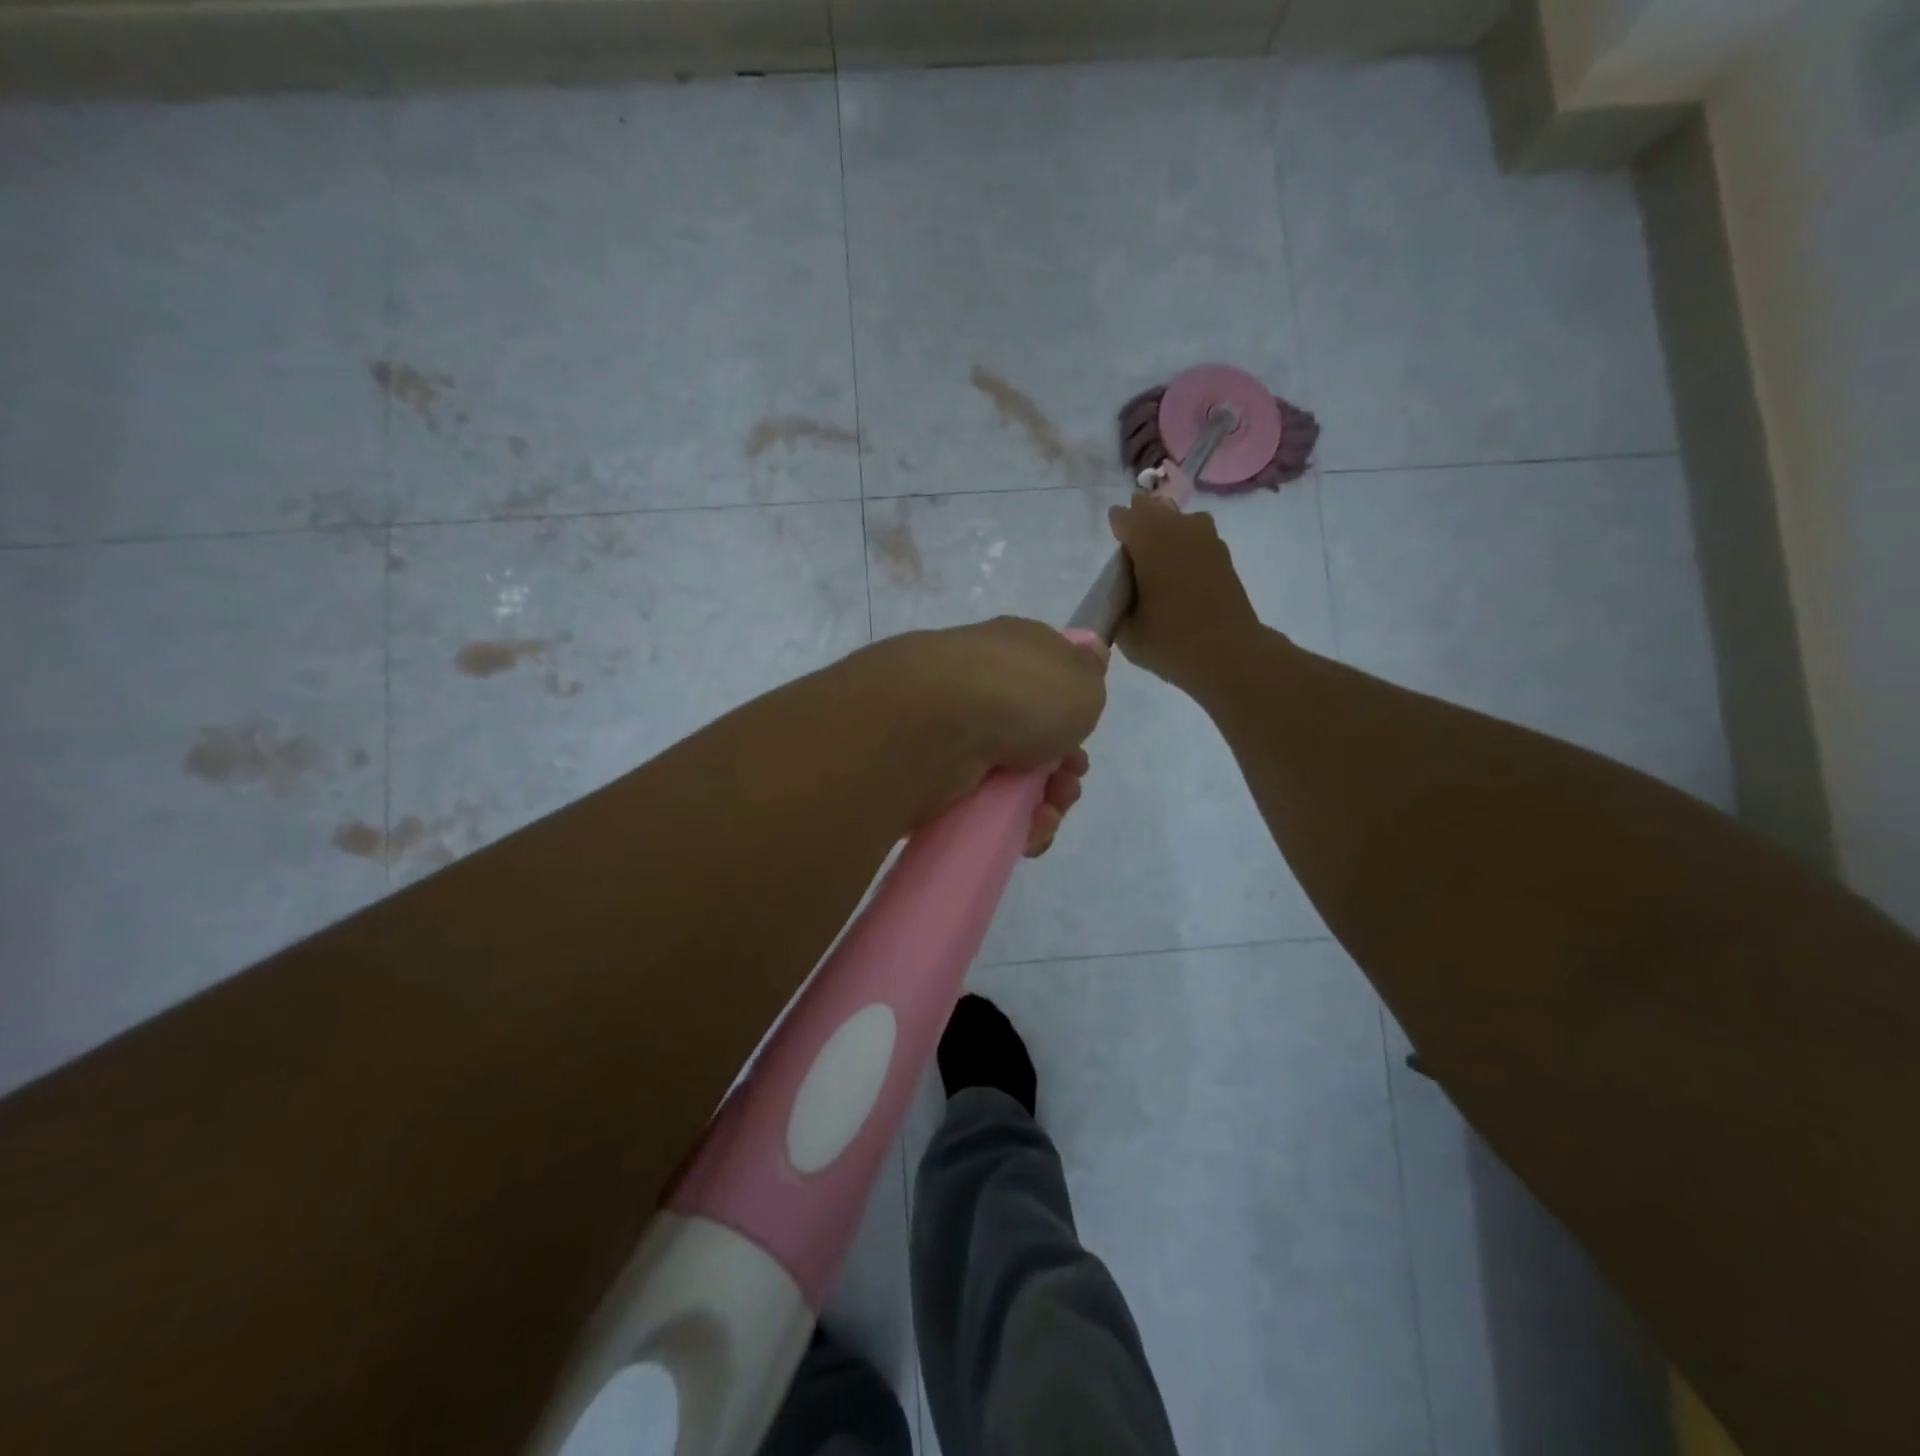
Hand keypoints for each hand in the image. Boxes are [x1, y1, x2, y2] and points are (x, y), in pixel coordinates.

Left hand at [859, 617, 1107, 854]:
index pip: (1047, 681)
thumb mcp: (1082, 678)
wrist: (937, 723)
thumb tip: (1089, 654)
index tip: (1085, 738)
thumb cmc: (1022, 692)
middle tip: (1067, 785)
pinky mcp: (935, 777)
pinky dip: (1011, 825)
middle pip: (1034, 737)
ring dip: (1042, 803)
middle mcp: (981, 687)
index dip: (1074, 716)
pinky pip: (983, 808)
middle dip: (1062, 770)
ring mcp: (954, 732)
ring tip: (1046, 815)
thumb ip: (1089, 674)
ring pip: (1011, 778)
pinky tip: (1026, 833)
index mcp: (1012, 650)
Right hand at [1108, 495, 1261, 691]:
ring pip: (1179, 518)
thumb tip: (1120, 594)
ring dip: (1166, 527)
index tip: (1113, 544)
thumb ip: (1117, 605)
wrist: (1229, 653)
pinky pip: (1197, 535)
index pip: (1125, 517)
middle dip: (1140, 520)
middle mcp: (1178, 529)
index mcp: (1149, 541)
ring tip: (1156, 552)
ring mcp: (1206, 539)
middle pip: (1153, 509)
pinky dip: (1185, 543)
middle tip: (1131, 545)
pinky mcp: (1223, 556)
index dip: (1116, 526)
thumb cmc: (1171, 641)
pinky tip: (1179, 566)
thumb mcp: (1127, 630)